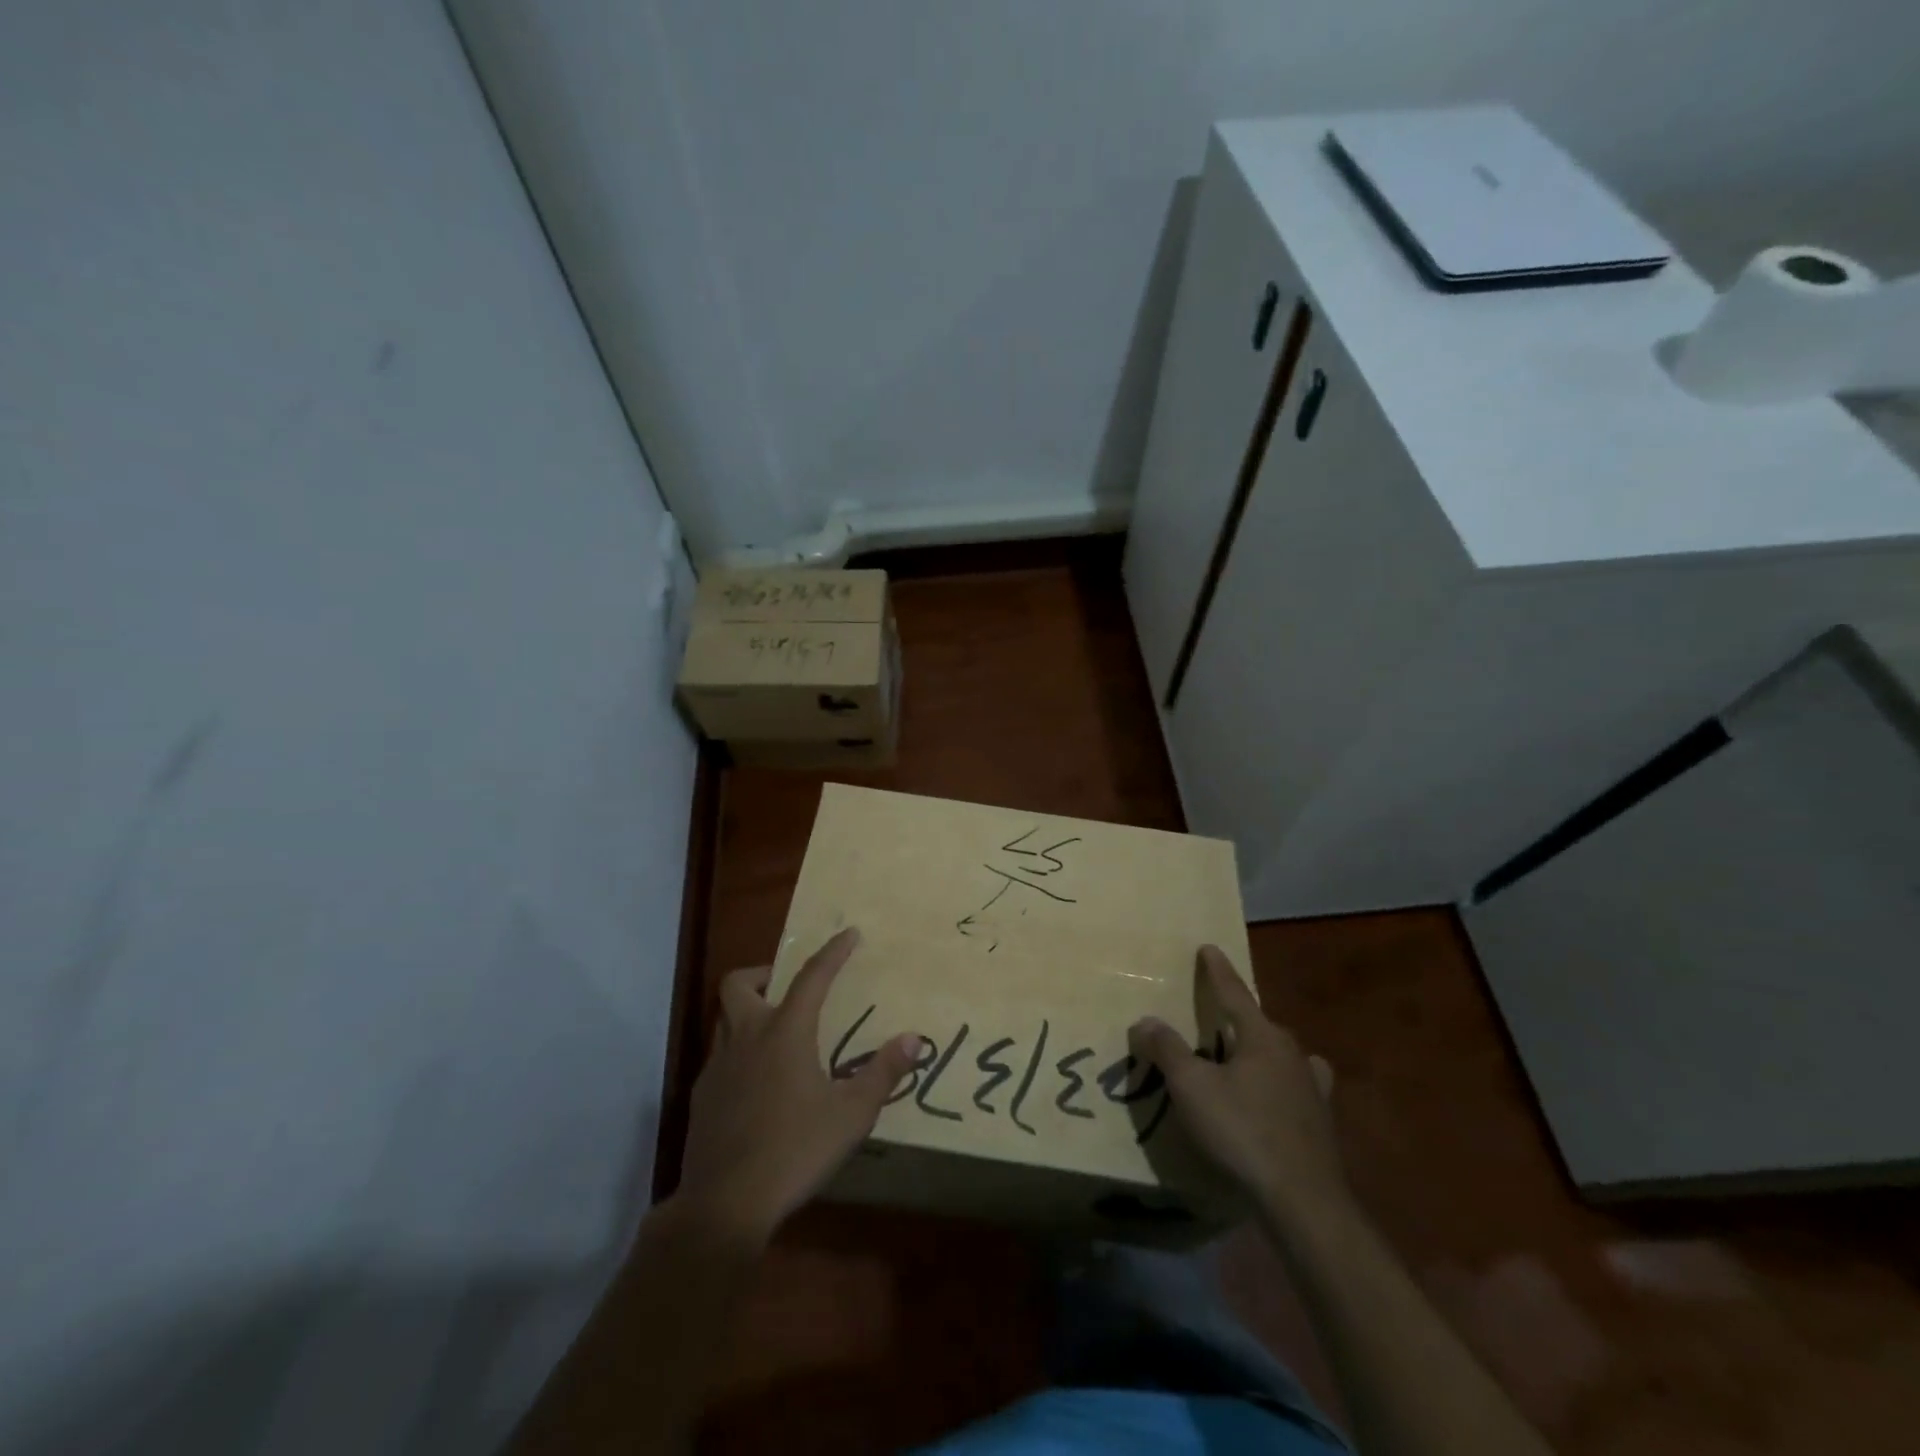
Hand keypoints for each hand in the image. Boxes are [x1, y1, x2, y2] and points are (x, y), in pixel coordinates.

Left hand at [675, 927, 918, 1245]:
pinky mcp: (701, 1097)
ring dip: (746, 1012)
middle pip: (739, 983)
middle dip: (763, 973)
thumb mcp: (852, 1114)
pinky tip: (756, 1086)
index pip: (812, 977)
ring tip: (775, 1034)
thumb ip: (883, 1073)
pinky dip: (738, 1055)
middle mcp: (746, 1037)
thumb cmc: (795, 1150)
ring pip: (724, 1019)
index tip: (849, 934)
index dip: (832, 952)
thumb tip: (914, 1038)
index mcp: (785, 1032)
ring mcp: (717, 1067)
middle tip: (787, 987)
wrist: (726, 1204)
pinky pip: (719, 1058)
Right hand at [1131, 945, 1347, 1230]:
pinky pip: (1297, 1089)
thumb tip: (1146, 1021)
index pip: (1235, 993)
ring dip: (1263, 1050)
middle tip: (1216, 1014)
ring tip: (1246, 1056)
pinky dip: (1282, 1084)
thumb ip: (1167, 1050)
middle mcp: (1293, 1054)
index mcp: (1263, 1037)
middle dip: (1239, 1016)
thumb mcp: (1192, 1087)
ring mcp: (1312, 1090)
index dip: (1218, 971)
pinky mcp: (1320, 1124)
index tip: (1209, 948)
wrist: (1303, 1201)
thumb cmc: (1242, 1131)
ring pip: (1283, 1056)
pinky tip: (1278, 1097)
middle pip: (1261, 1025)